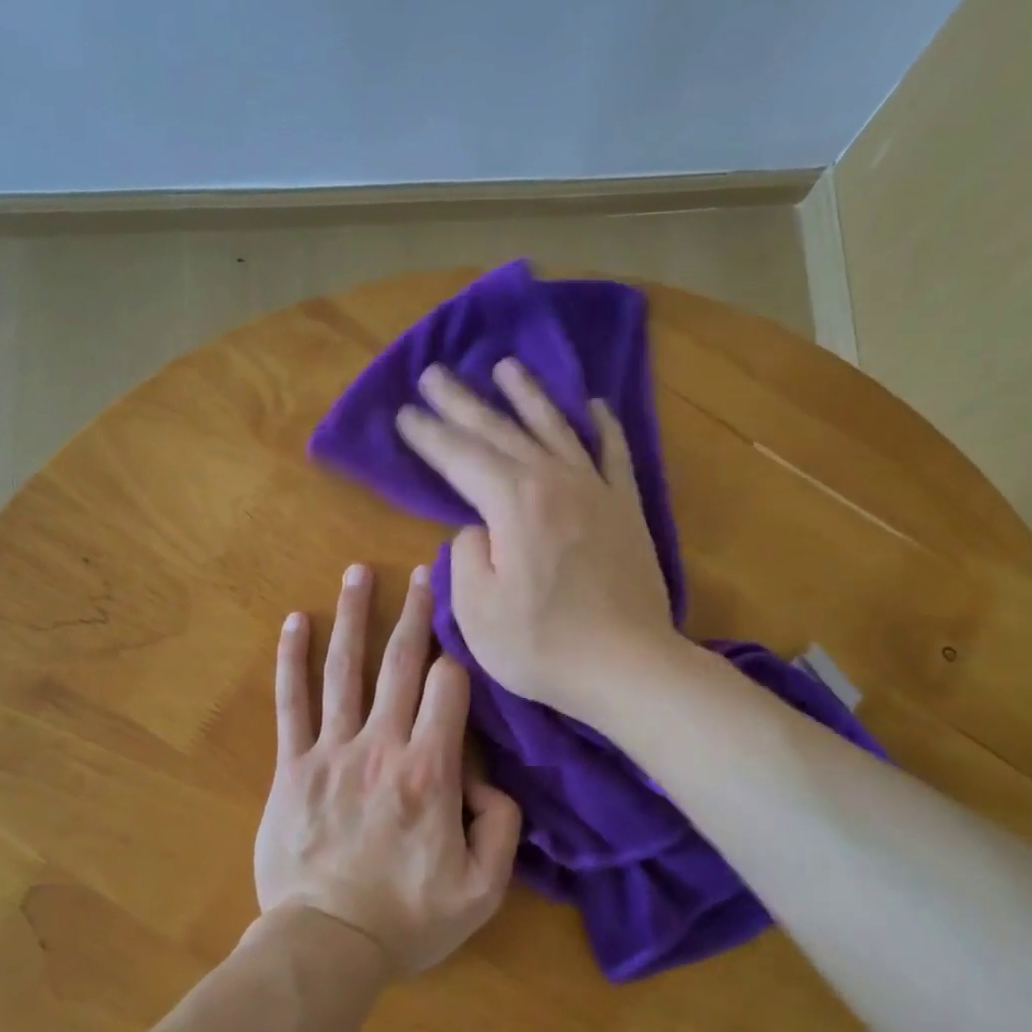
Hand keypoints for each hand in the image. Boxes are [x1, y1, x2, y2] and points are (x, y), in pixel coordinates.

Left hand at [253, 563, 522, 976]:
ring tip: (357, 572)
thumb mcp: (483, 890)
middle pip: (401, 664)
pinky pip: (291, 703)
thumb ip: (502, 827)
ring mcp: (332, 751)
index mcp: (430, 771)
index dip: (459, 664)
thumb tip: (488, 781)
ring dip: (353, 617)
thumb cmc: (407, 919)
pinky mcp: (293, 767)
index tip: (461, 651)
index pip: (449, 690)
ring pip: (345, 670)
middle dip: (415, 615)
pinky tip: (295, 621)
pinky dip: (292, 659)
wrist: (325, 945)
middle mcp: (382, 746)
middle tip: (421, 574)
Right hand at [393, 360, 678, 721]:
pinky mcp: (625, 508)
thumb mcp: (477, 611)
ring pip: (555, 428)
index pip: (460, 458)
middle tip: (433, 374)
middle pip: (500, 432)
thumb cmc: (542, 645)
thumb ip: (467, 556)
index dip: (429, 435)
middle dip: (462, 402)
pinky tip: (593, 405)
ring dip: (527, 395)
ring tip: (505, 366)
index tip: (403, 414)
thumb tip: (478, 527)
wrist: (628, 666)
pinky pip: (613, 453)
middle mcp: (553, 481)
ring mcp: (595, 490)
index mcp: (512, 503)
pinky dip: (602, 426)